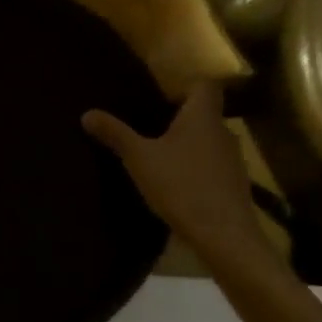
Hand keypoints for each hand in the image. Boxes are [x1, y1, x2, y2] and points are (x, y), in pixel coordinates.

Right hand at [83, 84, 268, 265]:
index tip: (162, 94)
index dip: (185, 85)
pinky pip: (213, 167)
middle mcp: (223, 132)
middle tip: (149, 125)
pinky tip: (176, 185)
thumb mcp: (139, 158)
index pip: (204, 85)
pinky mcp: (235, 186)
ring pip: (209, 142)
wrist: (224, 235)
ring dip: (189, 146)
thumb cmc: (181, 185)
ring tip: (160, 156)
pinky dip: (196, 169)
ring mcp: (233, 161)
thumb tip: (87, 113)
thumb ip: (115, 134)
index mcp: (202, 116)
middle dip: (180, 118)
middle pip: (204, 114)